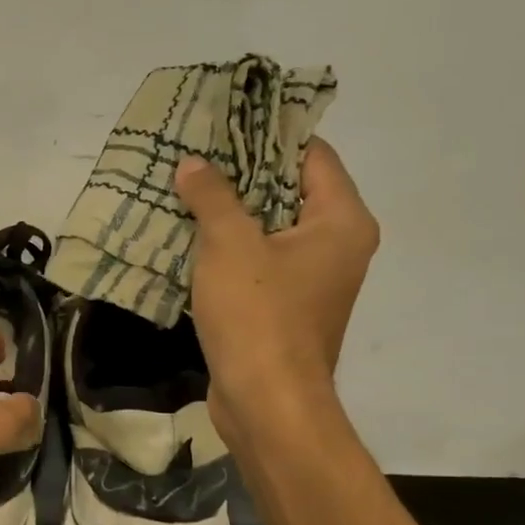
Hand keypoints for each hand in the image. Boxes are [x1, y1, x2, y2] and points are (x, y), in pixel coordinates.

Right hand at [176, 139, 377, 439]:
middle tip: (195, 153)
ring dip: (230, 211)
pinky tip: (187, 236)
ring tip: (184, 188)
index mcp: (341, 221)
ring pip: (269, 228)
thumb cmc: (259, 315)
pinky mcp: (286, 307)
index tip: (225, 121)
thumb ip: (212, 196)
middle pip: (289, 189)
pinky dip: (229, 247)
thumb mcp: (229, 244)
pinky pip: (258, 261)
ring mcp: (313, 280)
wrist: (267, 403)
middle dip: (241, 172)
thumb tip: (194, 164)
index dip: (269, 134)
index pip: (311, 154)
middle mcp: (337, 245)